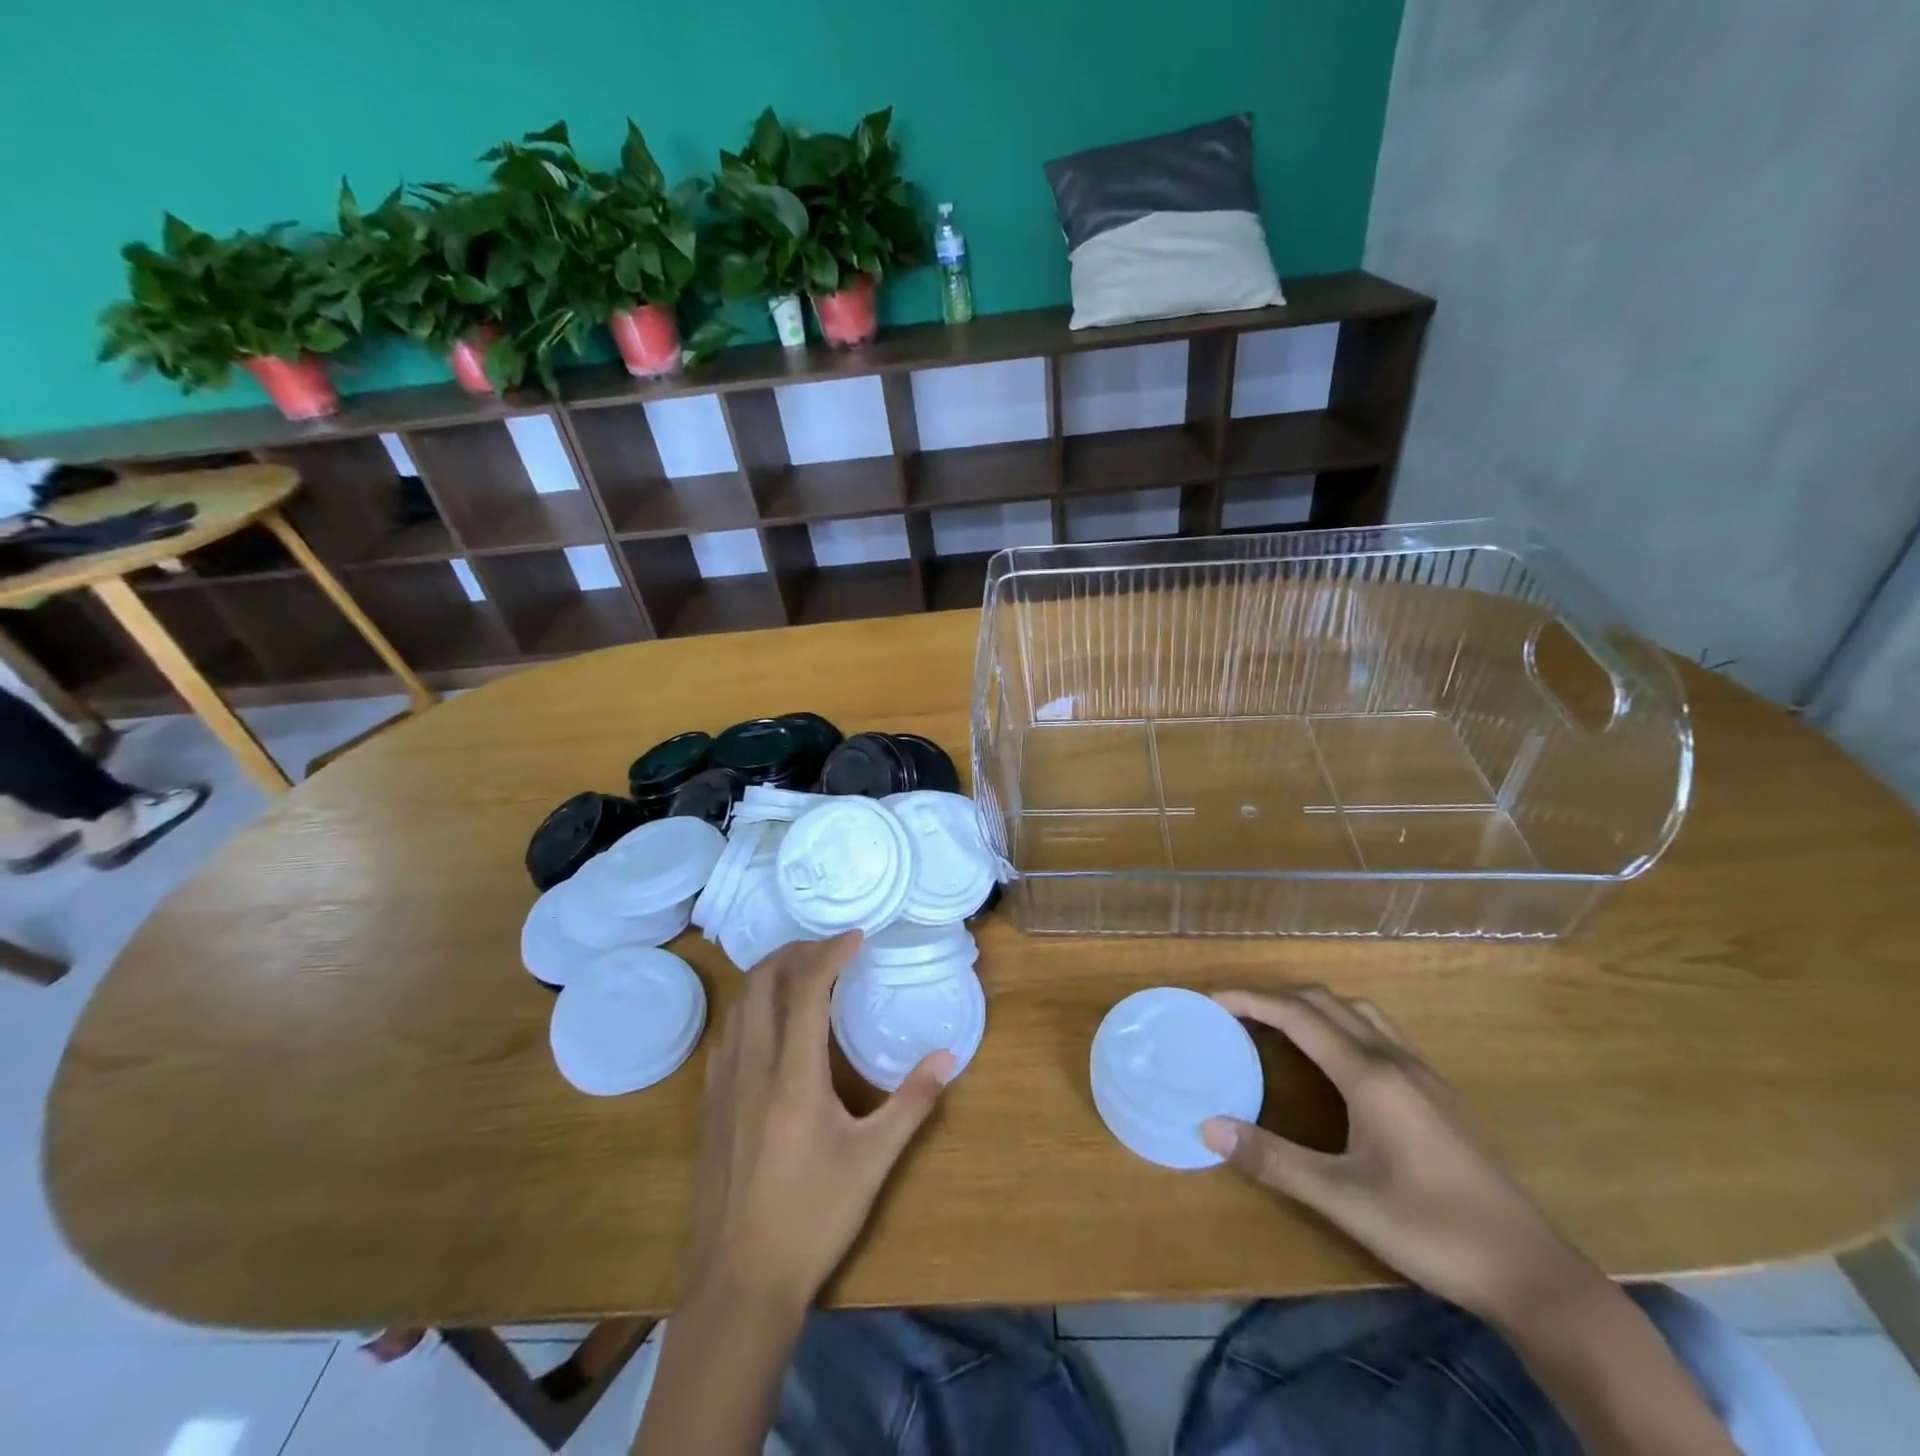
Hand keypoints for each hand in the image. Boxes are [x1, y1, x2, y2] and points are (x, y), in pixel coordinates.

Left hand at [683, 932, 953, 1309]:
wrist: (739, 1283)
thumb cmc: (813, 1218)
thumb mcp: (873, 1161)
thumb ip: (912, 1103)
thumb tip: (948, 1057)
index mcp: (793, 1076)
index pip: (807, 989)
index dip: (831, 953)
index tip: (858, 937)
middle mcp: (751, 1067)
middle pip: (762, 982)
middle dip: (795, 952)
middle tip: (830, 950)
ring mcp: (722, 1085)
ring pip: (739, 1005)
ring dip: (769, 976)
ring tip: (803, 974)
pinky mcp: (708, 1105)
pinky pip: (727, 1034)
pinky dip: (751, 1007)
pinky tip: (771, 1024)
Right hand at [1201, 987, 1601, 1325]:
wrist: (1531, 1272)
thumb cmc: (1429, 1229)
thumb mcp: (1341, 1198)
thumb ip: (1272, 1159)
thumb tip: (1208, 1128)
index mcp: (1369, 1075)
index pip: (1297, 1015)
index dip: (1251, 1000)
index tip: (1212, 999)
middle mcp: (1394, 1060)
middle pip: (1326, 1002)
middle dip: (1276, 997)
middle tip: (1236, 1013)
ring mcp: (1423, 1073)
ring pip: (1358, 1012)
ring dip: (1313, 1007)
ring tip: (1280, 1027)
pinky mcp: (1439, 1093)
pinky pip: (1379, 1033)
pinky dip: (1342, 1024)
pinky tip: (1336, 1061)